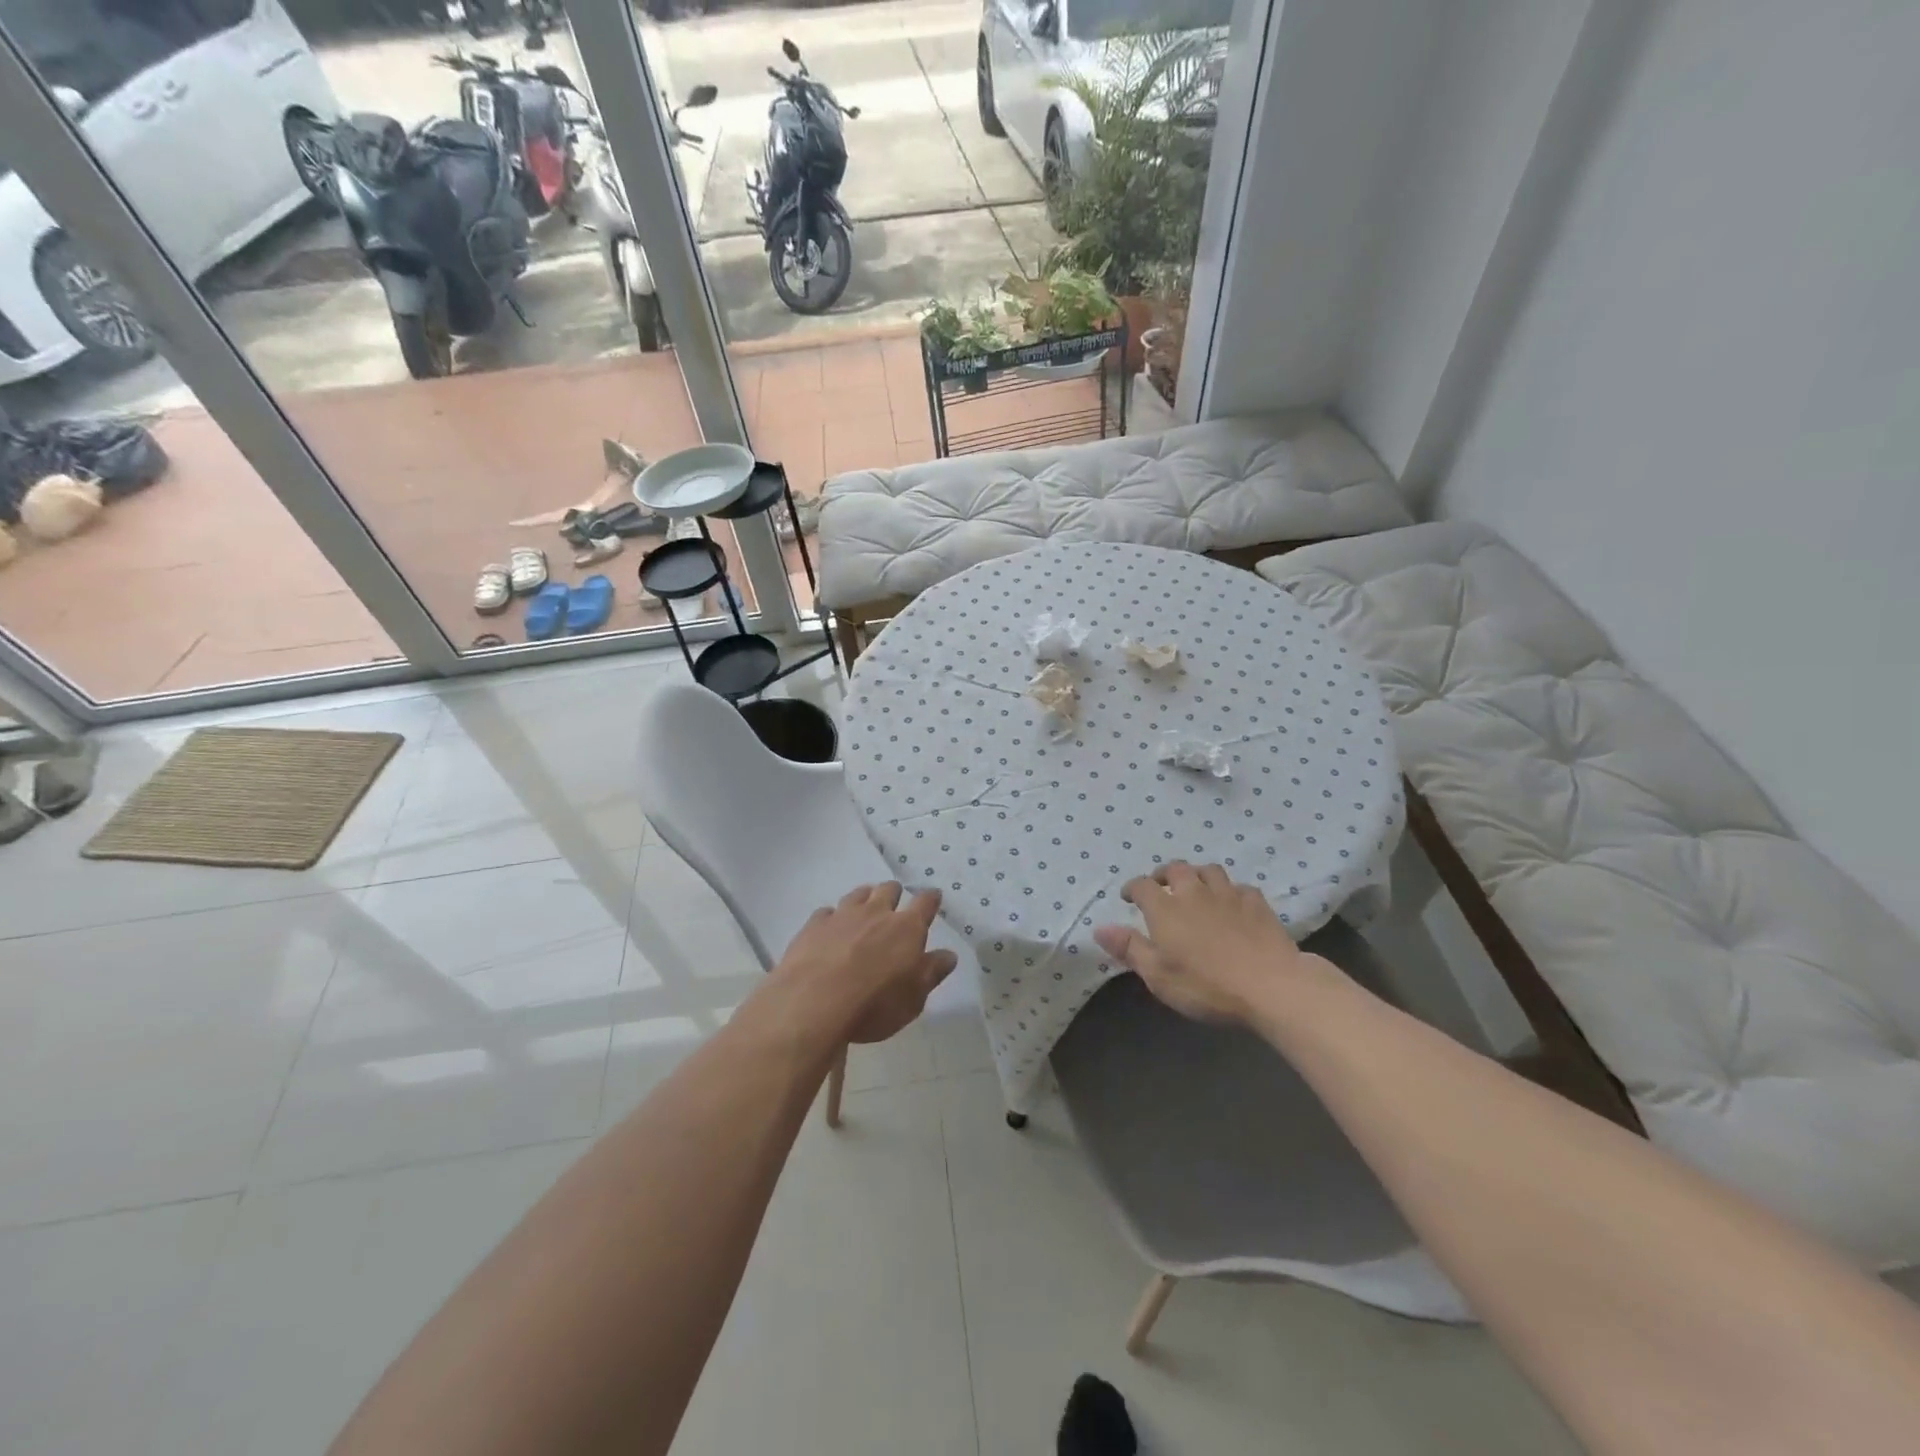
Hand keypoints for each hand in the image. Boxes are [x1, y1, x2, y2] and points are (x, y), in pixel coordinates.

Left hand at [772, 883, 957, 1043]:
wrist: (814, 1002)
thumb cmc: (874, 1005)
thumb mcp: (914, 999)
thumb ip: (932, 973)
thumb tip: (949, 955)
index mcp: (907, 928)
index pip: (925, 903)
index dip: (931, 899)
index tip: (933, 897)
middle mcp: (876, 913)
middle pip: (888, 889)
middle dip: (894, 893)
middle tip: (894, 904)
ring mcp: (842, 915)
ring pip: (858, 894)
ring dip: (864, 899)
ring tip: (864, 909)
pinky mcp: (814, 925)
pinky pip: (827, 912)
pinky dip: (832, 918)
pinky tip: (829, 929)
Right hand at [1094, 862, 1323, 1022]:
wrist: (1271, 986)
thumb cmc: (1207, 985)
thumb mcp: (1159, 976)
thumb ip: (1130, 948)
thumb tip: (1099, 928)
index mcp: (1166, 908)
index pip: (1142, 885)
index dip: (1132, 888)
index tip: (1128, 897)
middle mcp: (1194, 892)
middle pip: (1176, 869)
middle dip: (1164, 874)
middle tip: (1161, 886)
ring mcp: (1229, 895)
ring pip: (1209, 870)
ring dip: (1198, 876)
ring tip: (1196, 889)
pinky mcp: (1258, 903)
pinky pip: (1240, 887)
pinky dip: (1230, 891)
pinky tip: (1232, 904)